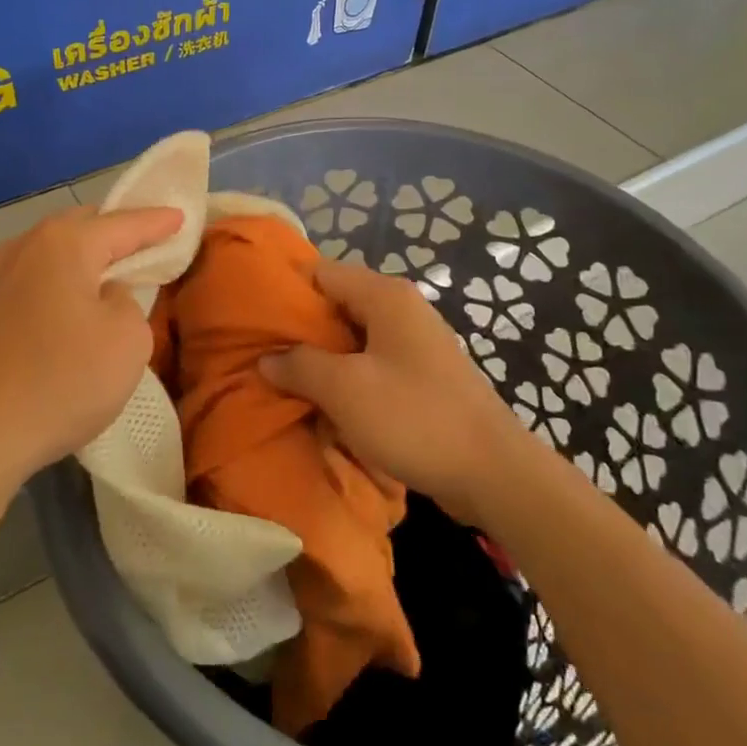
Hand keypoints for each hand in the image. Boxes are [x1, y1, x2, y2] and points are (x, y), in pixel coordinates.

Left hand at [0, 204, 183, 488]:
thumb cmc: (62, 380)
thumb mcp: (127, 340)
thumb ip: (128, 302)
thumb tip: (104, 295)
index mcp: (64, 244)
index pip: (122, 223)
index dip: (156, 222)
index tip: (179, 216)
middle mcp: (22, 248)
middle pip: (78, 226)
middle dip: (112, 232)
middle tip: (143, 246)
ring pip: (46, 253)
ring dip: (77, 259)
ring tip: (101, 276)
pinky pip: (26, 282)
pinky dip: (51, 284)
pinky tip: (59, 309)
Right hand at [260, 257, 529, 522]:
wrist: (493, 473)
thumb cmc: (414, 418)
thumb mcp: (344, 389)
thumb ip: (300, 365)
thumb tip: (268, 358)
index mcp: (386, 297)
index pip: (321, 272)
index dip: (286, 291)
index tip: (253, 317)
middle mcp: (402, 310)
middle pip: (337, 305)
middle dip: (301, 330)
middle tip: (262, 354)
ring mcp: (416, 344)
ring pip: (354, 340)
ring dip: (323, 360)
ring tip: (285, 381)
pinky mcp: (423, 377)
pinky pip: (373, 366)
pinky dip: (348, 380)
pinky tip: (326, 404)